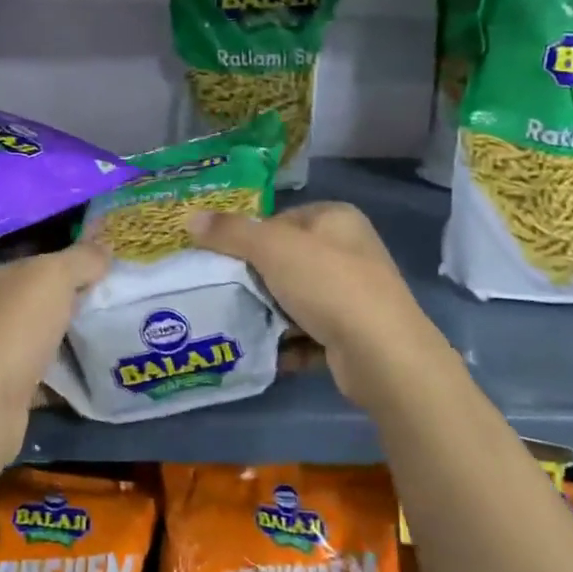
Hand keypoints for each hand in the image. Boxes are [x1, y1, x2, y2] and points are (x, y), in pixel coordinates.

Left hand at [0, 243, 108, 506]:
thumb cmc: (17, 330)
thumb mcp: (54, 278)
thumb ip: (81, 258)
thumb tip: (105, 244)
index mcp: (3, 276)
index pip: (45, 259)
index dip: (79, 259)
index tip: (117, 265)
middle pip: (48, 297)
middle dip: (83, 297)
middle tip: (127, 298)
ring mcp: (3, 349)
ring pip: (50, 333)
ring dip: (79, 335)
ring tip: (121, 332)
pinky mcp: (13, 386)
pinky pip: (51, 372)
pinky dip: (71, 372)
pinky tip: (101, 371)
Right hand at [187, 202, 449, 407]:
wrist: (382, 354)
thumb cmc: (328, 284)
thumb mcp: (271, 248)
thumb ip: (230, 232)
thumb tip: (190, 217)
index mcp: (336, 218)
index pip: (280, 220)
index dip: (250, 238)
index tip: (225, 261)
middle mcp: (351, 250)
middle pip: (287, 260)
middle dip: (257, 280)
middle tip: (227, 294)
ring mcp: (357, 294)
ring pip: (298, 297)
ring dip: (272, 313)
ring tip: (242, 324)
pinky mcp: (356, 333)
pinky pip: (311, 331)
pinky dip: (291, 341)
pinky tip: (269, 352)